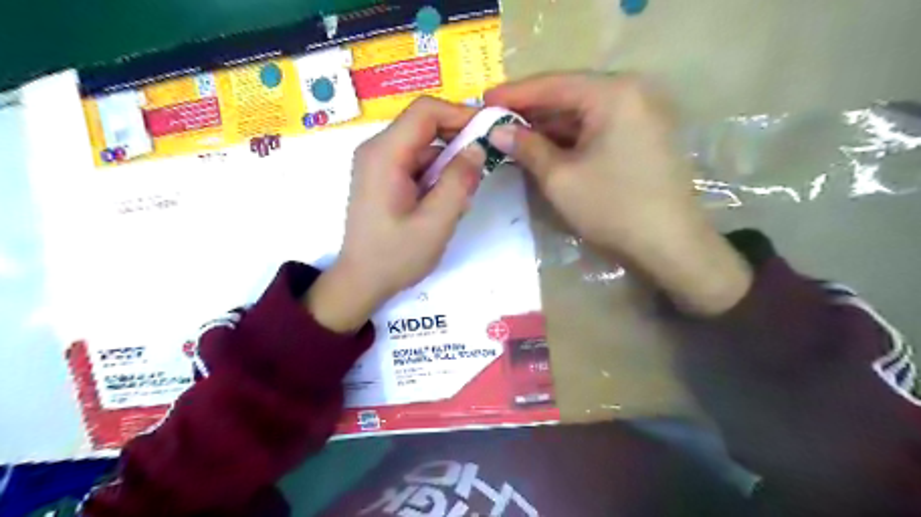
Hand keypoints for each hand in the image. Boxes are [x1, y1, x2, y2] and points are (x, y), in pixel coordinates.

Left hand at [304, 98, 483, 331]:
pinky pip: (416, 164)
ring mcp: (378, 164)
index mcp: (385, 154)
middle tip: (480, 171)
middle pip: (424, 127)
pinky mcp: (383, 178)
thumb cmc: (396, 256)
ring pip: (424, 148)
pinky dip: (436, 177)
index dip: (460, 113)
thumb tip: (477, 148)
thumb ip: (459, 182)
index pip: (425, 111)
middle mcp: (377, 150)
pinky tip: (443, 205)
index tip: (488, 132)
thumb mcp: (436, 222)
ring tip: (461, 199)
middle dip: (457, 143)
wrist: (361, 281)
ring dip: (448, 166)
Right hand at [485, 74, 749, 315]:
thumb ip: (527, 148)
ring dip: (548, 126)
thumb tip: (499, 131)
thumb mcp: (560, 178)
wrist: (670, 245)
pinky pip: (597, 128)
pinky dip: (569, 138)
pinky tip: (545, 147)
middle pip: (570, 95)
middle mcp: (632, 92)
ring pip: (583, 113)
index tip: (483, 101)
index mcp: (614, 93)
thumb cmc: (612, 208)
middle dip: (531, 111)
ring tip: (512, 135)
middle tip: (495, 120)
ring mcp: (641, 114)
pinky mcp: (643, 135)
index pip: (554, 84)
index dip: (514, 94)